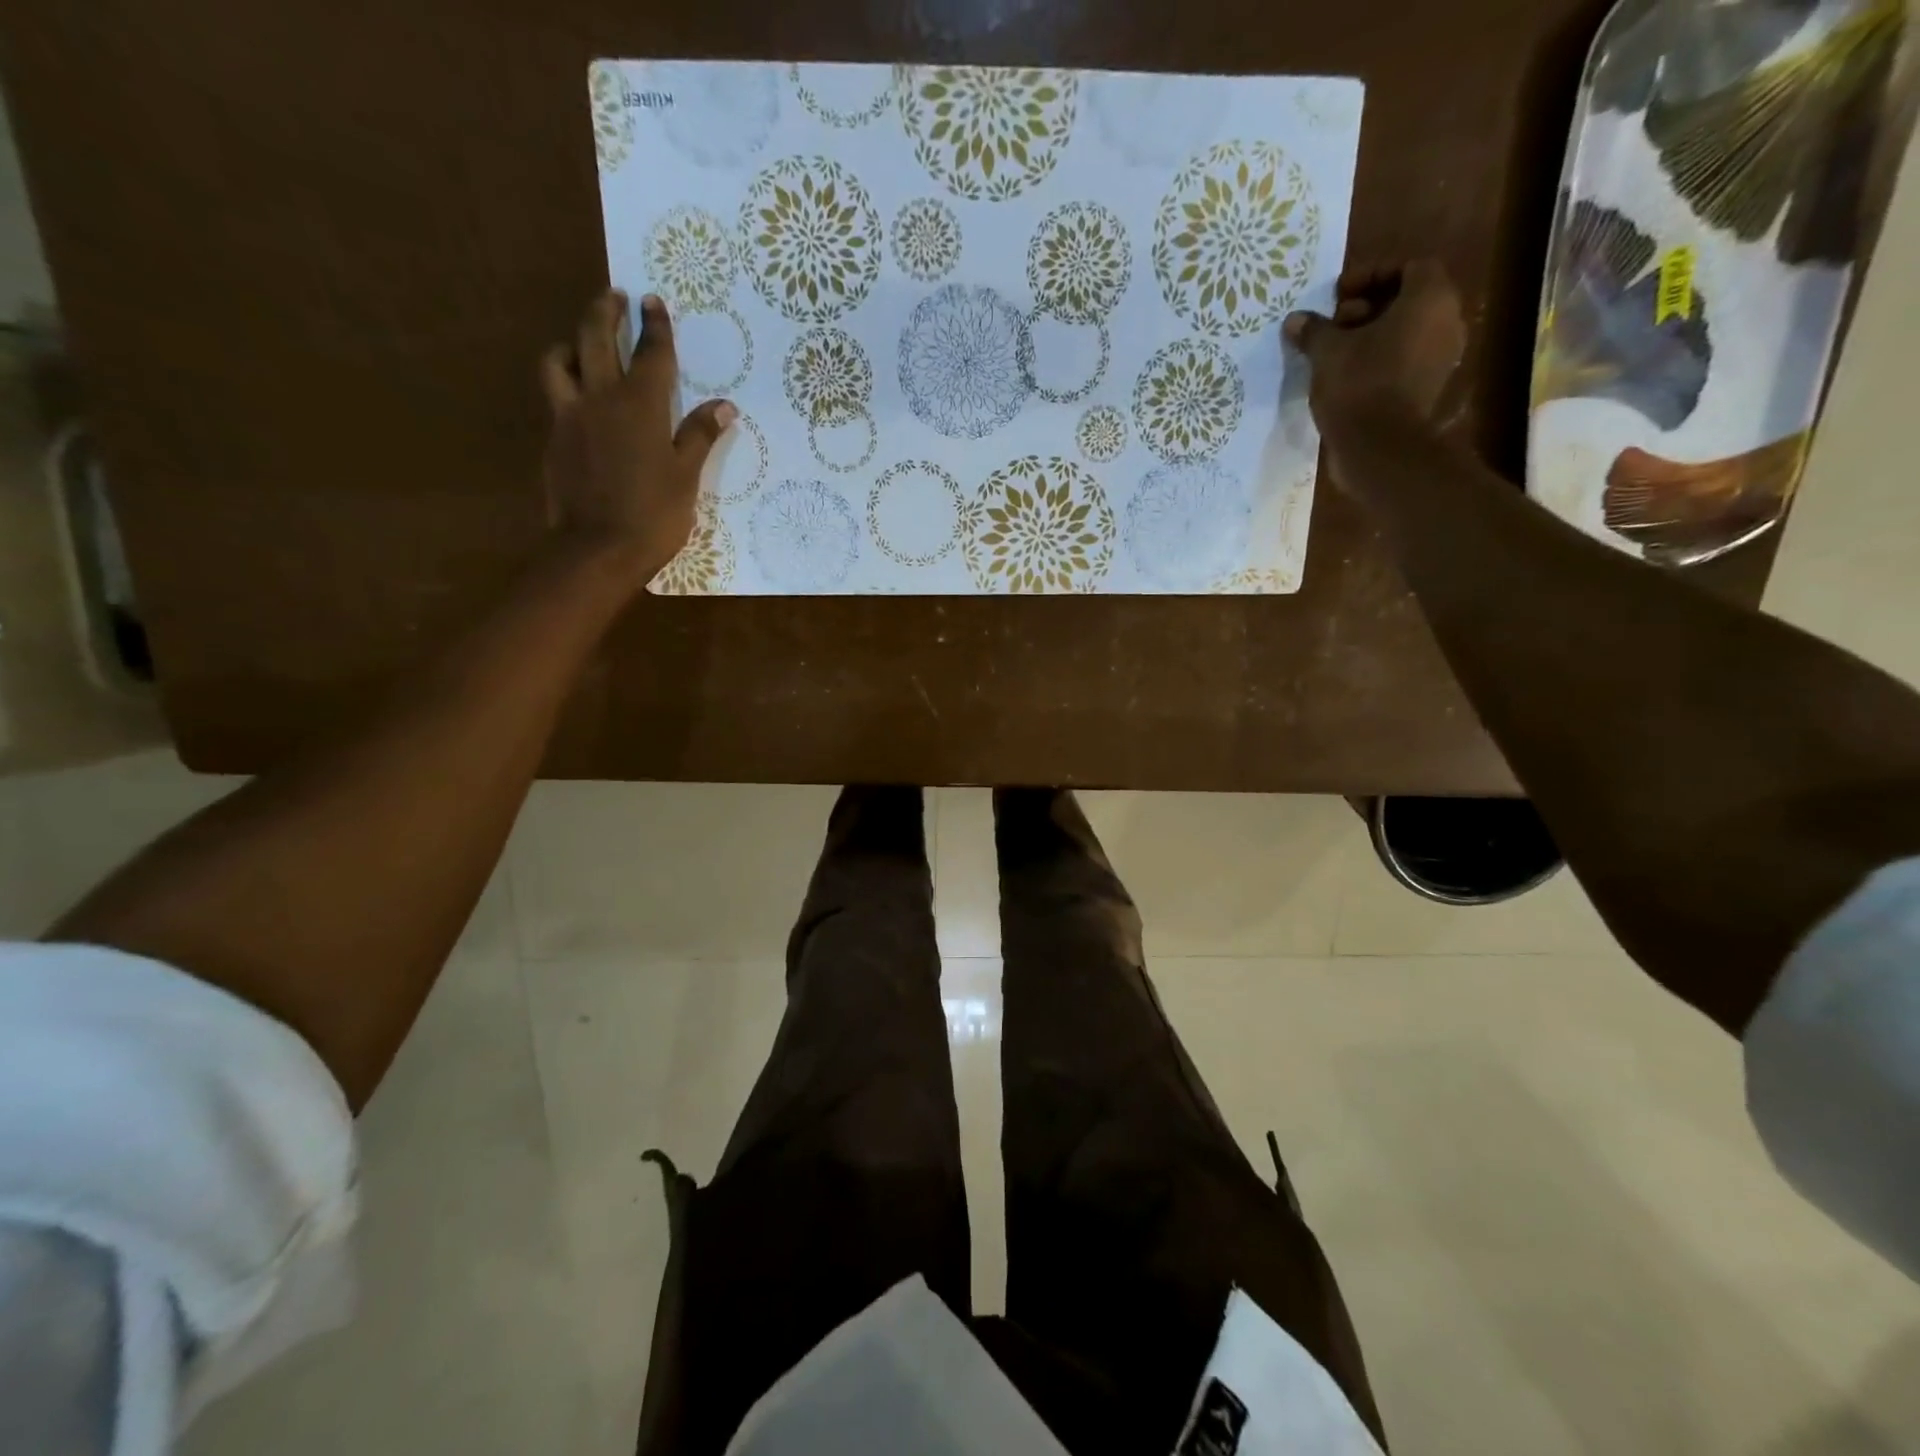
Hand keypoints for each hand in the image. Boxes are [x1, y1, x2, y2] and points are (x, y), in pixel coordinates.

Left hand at [540, 290, 735, 586]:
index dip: (655, 326)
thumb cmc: (654, 515)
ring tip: (581, 342)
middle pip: (596, 338)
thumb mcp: (686, 477)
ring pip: (560, 360)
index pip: (651, 354)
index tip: (653, 301)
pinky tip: (577, 396)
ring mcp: (570, 416)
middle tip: (614, 296)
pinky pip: (554, 396)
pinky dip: (565, 382)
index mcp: (641, 406)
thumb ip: (700, 436)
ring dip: (571, 341)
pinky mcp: (554, 438)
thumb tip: (724, 405)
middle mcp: (601, 398)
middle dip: (606, 311)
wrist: (598, 549)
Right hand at [1283, 261, 1465, 427]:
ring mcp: (1442, 357)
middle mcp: (1447, 321)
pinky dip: (1382, 360)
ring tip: (1337, 354)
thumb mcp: (1327, 353)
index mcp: (1430, 299)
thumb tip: (1295, 320)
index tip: (1338, 296)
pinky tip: (1350, 376)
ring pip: (1408, 332)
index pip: (1409, 267)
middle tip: (1335, 325)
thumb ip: (1313, 331)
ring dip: (1374, 336)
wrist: (1379, 446)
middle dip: (1370, 306)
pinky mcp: (1430, 388)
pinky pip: (1407, 360)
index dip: (1371, 275)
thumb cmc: (1358, 385)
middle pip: (1410, 299)